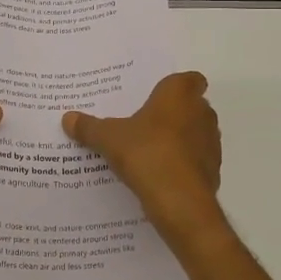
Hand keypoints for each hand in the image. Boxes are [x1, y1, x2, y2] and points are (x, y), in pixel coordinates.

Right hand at [63, 72, 223, 241]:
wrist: (179, 200)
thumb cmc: (146, 152)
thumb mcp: (108, 138)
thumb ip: (89, 127)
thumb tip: (67, 118)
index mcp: (179, 94)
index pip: (190, 79)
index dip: (177, 86)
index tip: (159, 96)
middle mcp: (202, 113)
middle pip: (193, 106)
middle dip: (174, 113)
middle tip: (146, 122)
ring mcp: (211, 142)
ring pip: (197, 134)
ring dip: (180, 139)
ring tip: (151, 150)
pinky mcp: (213, 170)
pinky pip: (196, 161)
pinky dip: (184, 164)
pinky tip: (161, 175)